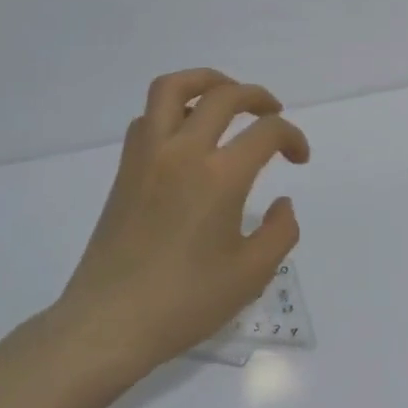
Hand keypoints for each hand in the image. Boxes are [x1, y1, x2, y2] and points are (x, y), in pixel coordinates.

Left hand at [52, 69, 311, 372]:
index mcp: (220, 176)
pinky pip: (148, 117)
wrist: (107, 326)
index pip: (267, 131)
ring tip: (226, 97)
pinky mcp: (125, 171)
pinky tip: (187, 135)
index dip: (293, 138)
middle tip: (273, 114)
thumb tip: (281, 203)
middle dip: (257, 96)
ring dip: (207, 82)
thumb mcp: (252, 274)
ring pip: (173, 88)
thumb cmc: (185, 302)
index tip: (299, 159)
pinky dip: (173, 111)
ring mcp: (147, 157)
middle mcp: (183, 152)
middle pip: (224, 95)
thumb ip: (281, 231)